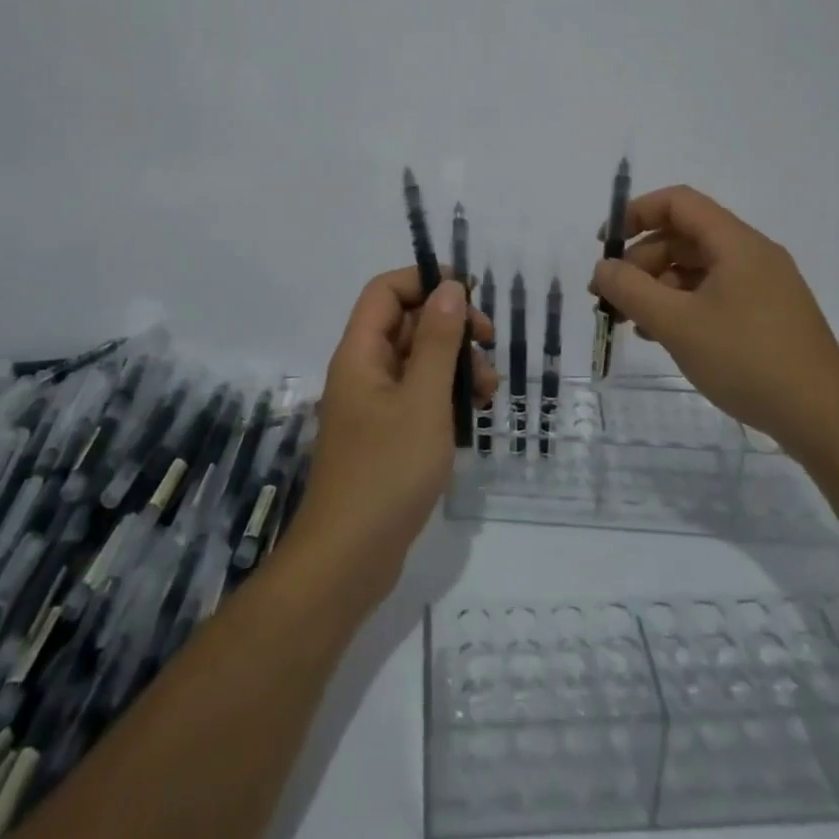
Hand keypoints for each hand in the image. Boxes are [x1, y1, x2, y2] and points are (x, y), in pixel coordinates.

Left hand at [289, 268, 495, 608]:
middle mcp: (363, 372)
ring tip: (488, 390)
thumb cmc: (387, 471)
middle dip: (451, 327)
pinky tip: (475, 414)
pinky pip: (419, 397)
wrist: (349, 559)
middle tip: (489, 342)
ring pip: (418, 362)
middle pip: (406, 324)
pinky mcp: (386, 436)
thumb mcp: (423, 400)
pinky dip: (447, 396)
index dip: (424, 280)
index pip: (385, 291)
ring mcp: (374, 406)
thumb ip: (438, 341)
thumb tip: (449, 287)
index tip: (469, 291)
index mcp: (360, 354)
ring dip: (455, 364)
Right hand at [589, 185, 838, 460]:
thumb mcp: (677, 324)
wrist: (823, 419)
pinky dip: (682, 306)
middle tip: (611, 298)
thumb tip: (603, 268)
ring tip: (631, 322)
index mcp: (736, 243)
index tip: (605, 246)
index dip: (635, 214)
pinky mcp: (767, 316)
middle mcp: (752, 255)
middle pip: (684, 237)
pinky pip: (714, 294)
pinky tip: (663, 336)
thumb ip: (631, 290)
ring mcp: (763, 286)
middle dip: (641, 262)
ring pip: (697, 269)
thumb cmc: (747, 360)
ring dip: (658, 287)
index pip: (678, 203)